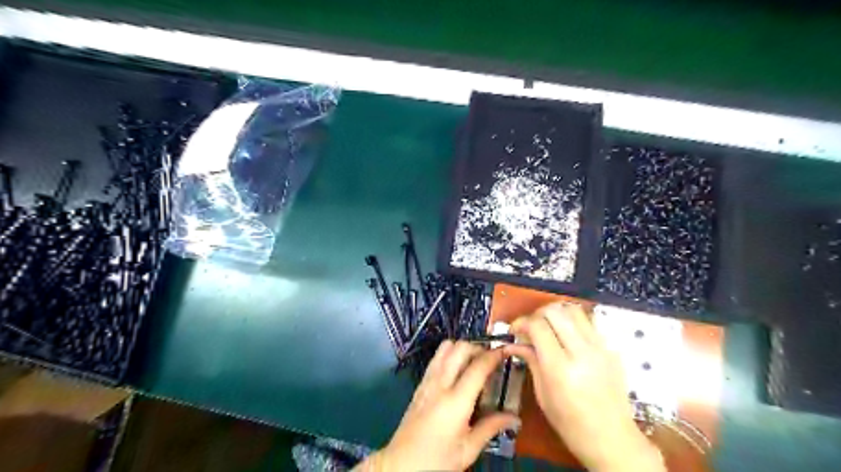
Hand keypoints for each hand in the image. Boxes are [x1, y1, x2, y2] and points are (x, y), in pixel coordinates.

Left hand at [356, 341, 523, 468]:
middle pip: (459, 348)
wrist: (400, 465)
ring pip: (445, 348)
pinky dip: (449, 355)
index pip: (478, 367)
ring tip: (474, 362)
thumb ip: (491, 428)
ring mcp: (427, 381)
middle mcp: (440, 384)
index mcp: (456, 401)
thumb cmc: (437, 461)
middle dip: (478, 347)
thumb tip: (515, 417)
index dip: (494, 355)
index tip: (505, 351)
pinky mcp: (419, 384)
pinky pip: (436, 358)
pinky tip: (457, 370)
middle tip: (490, 359)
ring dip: (462, 348)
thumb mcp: (468, 450)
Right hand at [505, 302, 663, 471]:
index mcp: (561, 368)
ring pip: (573, 309)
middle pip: (555, 311)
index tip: (515, 330)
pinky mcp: (610, 349)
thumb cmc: (572, 424)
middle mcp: (582, 353)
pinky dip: (572, 323)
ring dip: (556, 313)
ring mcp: (600, 348)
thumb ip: (530, 361)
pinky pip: (588, 323)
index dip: (521, 322)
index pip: (538, 326)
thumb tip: (513, 344)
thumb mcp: (543, 395)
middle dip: (537, 314)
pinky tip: (566, 338)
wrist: (613, 439)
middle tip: (530, 327)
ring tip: (548, 328)